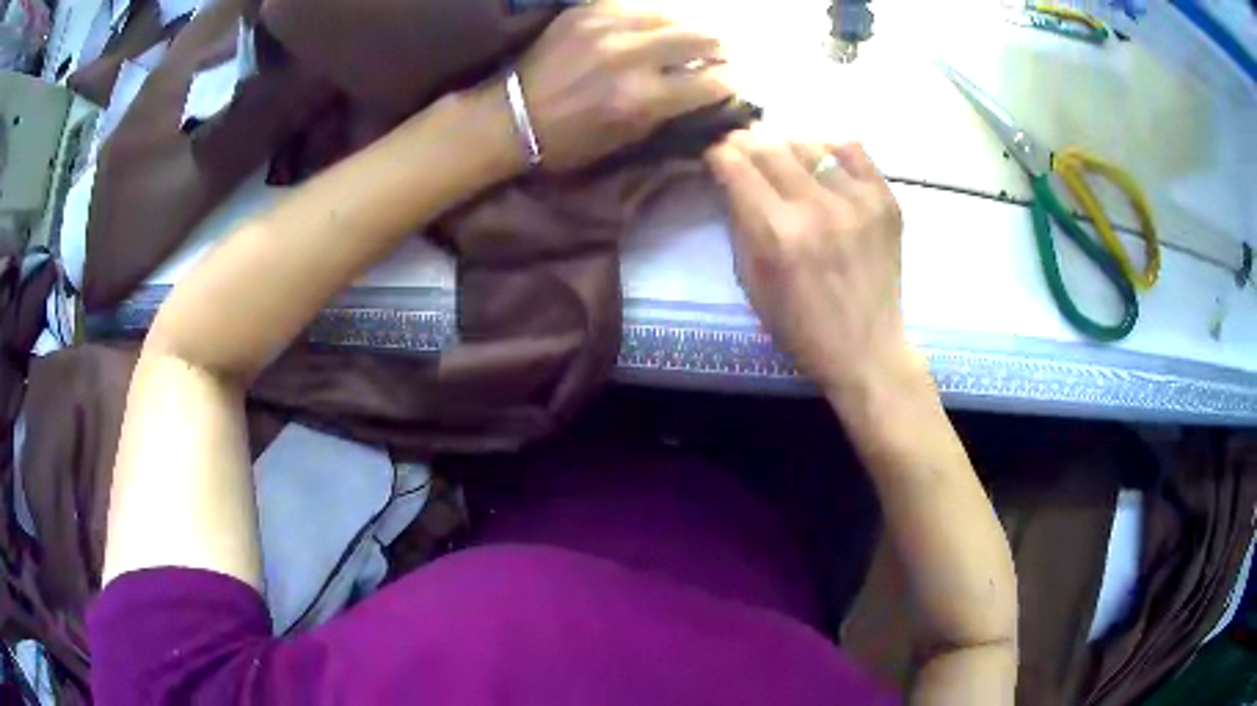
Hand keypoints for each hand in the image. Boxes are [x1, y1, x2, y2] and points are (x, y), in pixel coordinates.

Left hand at [510, 6, 731, 171]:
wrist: (511, 117)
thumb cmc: (570, 141)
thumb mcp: (628, 140)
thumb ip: (670, 111)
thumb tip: (705, 88)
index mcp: (642, 98)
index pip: (711, 80)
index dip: (729, 82)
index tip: (731, 81)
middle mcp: (630, 56)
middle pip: (701, 38)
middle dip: (718, 48)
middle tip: (718, 54)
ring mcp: (607, 27)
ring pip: (672, 15)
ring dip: (689, 28)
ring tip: (690, 37)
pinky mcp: (586, 12)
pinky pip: (636, 6)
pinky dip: (651, 18)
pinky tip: (652, 28)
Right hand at [705, 130, 914, 395]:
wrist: (867, 350)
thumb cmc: (801, 327)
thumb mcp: (751, 282)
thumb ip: (739, 224)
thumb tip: (731, 180)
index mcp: (778, 234)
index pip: (735, 164)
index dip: (717, 153)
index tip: (715, 156)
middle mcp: (817, 207)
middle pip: (768, 145)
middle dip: (744, 142)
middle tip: (740, 148)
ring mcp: (857, 200)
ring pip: (807, 141)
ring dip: (785, 144)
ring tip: (781, 158)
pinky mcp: (885, 200)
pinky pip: (851, 149)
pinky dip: (829, 148)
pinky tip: (822, 164)